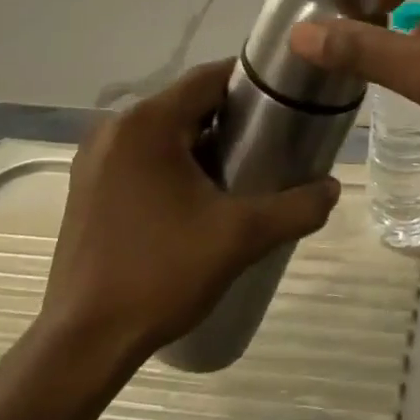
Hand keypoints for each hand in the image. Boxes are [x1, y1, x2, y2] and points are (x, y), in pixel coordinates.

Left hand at [45, 62, 340, 352]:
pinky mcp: (89, 187)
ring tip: (245, 172)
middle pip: (187, 104)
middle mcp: (115, 129)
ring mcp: (96, 159)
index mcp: (147, 124)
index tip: (287, 100)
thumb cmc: (162, 274)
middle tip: (274, 142)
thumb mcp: (240, 238)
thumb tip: (333, 187)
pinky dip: (175, 163)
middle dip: (231, 118)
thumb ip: (296, 207)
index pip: (208, 78)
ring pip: (164, 132)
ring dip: (203, 143)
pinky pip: (142, 157)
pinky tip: (200, 198)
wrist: (85, 342)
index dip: (251, 83)